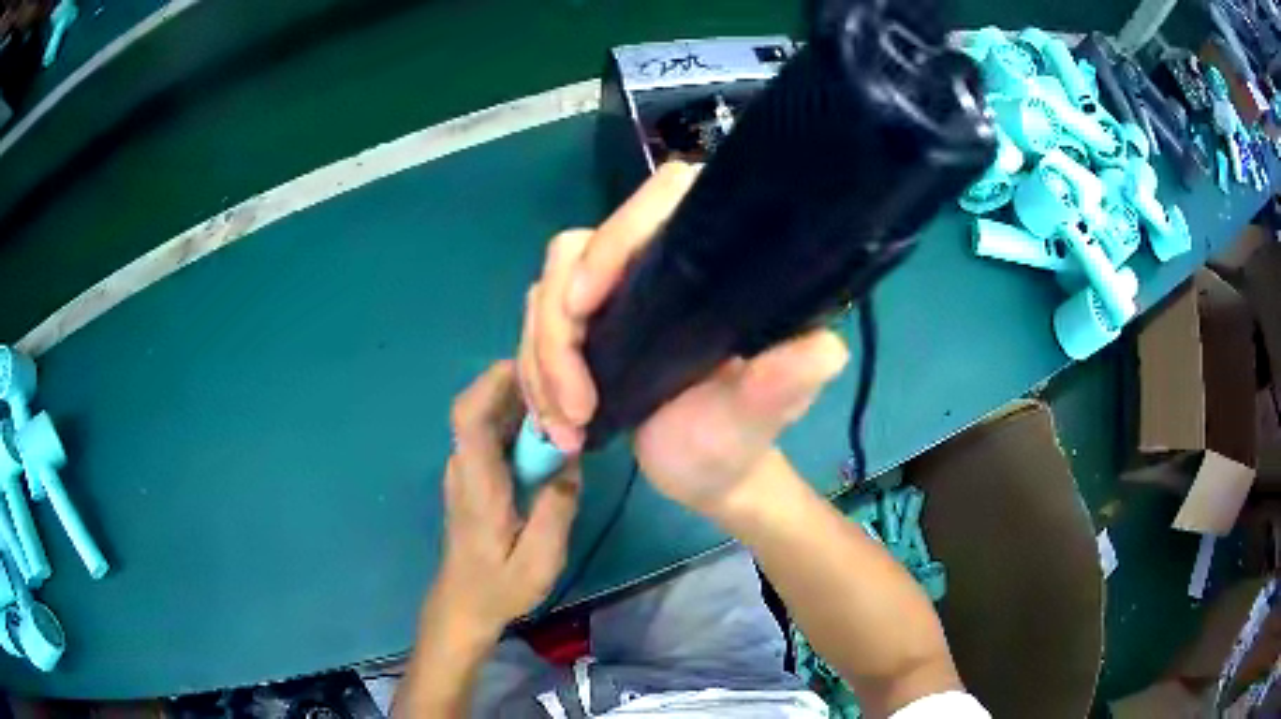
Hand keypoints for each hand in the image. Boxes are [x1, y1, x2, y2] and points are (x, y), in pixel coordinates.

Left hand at [429, 361, 580, 642]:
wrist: (464, 604)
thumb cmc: (499, 586)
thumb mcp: (539, 559)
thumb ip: (556, 509)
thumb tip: (570, 462)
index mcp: (477, 483)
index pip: (469, 416)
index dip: (494, 382)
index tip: (534, 368)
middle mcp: (464, 467)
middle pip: (478, 407)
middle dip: (517, 386)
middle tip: (564, 387)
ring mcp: (465, 471)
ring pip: (485, 418)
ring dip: (519, 404)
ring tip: (562, 406)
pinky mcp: (472, 477)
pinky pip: (492, 436)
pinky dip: (517, 425)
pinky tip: (548, 436)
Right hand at [518, 162, 847, 516]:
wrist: (705, 474)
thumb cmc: (738, 442)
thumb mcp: (761, 418)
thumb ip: (785, 384)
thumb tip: (824, 349)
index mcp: (709, 265)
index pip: (660, 199)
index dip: (615, 236)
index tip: (587, 307)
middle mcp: (657, 264)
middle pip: (575, 252)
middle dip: (558, 333)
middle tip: (576, 408)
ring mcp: (614, 294)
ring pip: (545, 294)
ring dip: (541, 363)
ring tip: (567, 429)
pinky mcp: (585, 326)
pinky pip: (535, 329)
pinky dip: (534, 375)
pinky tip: (555, 423)